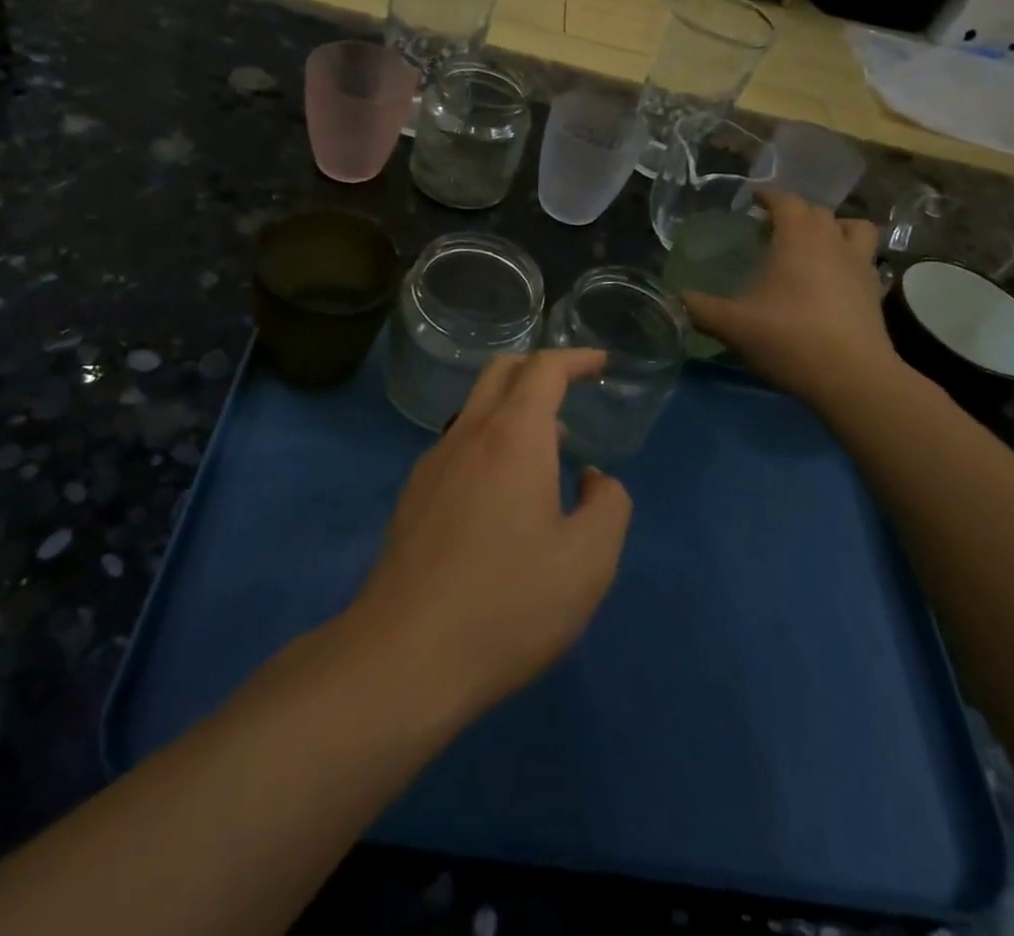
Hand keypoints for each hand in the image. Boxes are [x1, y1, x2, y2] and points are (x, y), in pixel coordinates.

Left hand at [350, 350, 632, 718]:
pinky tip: (503, 493)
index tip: (601, 363)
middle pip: (501, 372)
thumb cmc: (508, 603)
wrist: (405, 655)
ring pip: (475, 409)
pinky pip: (458, 445)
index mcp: (513, 436)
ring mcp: (433, 463)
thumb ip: (608, 506)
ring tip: (548, 447)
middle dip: (538, 367)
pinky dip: (489, 441)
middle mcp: (468, 434)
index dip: (575, 358)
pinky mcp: (414, 495)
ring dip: (514, 408)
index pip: (544, 369)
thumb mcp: (588, 562)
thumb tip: (593, 477)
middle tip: (571, 386)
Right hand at [683, 191, 901, 406]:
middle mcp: (832, 242)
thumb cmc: (789, 339)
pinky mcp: (874, 291)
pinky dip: (848, 258)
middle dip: (795, 213)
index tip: (751, 200)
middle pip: (817, 212)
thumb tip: (676, 298)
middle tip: (772, 228)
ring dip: (834, 228)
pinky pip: (864, 260)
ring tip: (814, 244)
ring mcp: (860, 265)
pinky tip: (832, 279)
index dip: (768, 196)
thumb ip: (700, 308)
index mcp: (798, 239)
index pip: (786, 201)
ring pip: (853, 229)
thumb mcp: (732, 326)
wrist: (852, 378)